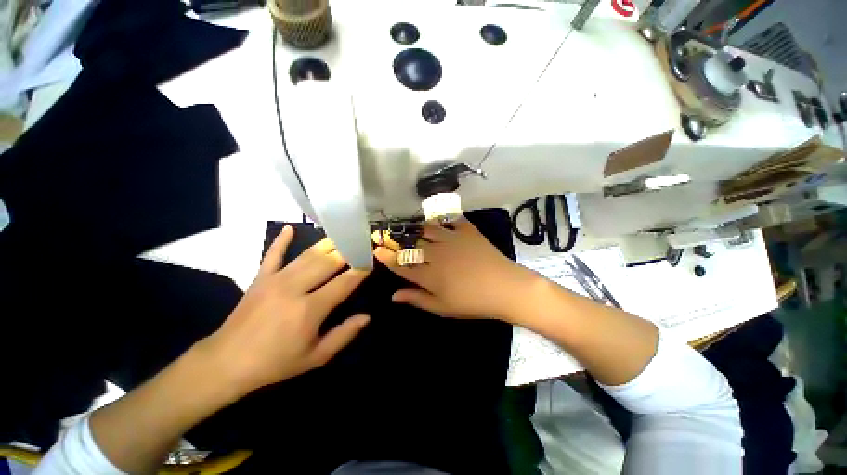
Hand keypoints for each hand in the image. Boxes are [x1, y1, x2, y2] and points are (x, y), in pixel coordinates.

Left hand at [199, 225, 370, 397]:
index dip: (361, 270)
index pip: (344, 282)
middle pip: (328, 263)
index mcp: (310, 309)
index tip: (373, 259)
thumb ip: (344, 335)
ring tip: (342, 233)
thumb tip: (367, 317)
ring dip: (327, 244)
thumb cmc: (275, 363)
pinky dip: (281, 240)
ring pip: (307, 255)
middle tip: (362, 241)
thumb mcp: (315, 358)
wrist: (226, 364)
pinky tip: (290, 227)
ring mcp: (275, 280)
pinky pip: (272, 254)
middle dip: (348, 251)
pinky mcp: (260, 278)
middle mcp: (295, 288)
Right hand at [373, 219, 536, 321]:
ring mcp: (452, 239)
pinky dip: (442, 215)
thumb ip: (417, 299)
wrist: (505, 288)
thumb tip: (394, 296)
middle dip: (396, 239)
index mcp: (430, 275)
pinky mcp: (467, 231)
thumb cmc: (472, 303)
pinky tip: (436, 215)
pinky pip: (451, 218)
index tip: (376, 249)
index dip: (387, 257)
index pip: (401, 264)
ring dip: (415, 226)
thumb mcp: (443, 308)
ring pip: (426, 229)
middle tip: (387, 234)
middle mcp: (436, 254)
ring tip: (408, 224)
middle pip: (411, 244)